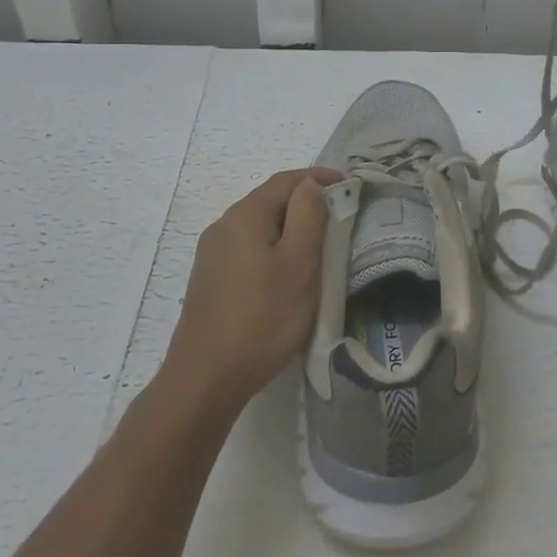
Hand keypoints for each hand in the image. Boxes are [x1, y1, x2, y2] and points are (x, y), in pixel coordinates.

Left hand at [163, 167, 341, 413]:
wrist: (205, 378)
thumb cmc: (263, 318)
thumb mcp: (299, 263)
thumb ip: (308, 215)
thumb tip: (312, 185)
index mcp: (245, 214)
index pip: (287, 180)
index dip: (319, 177)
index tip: (350, 186)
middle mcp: (223, 225)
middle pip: (270, 201)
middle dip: (306, 203)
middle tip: (339, 219)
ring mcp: (212, 254)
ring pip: (259, 227)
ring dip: (289, 229)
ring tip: (317, 248)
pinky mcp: (210, 280)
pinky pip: (248, 249)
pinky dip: (273, 249)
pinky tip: (284, 275)